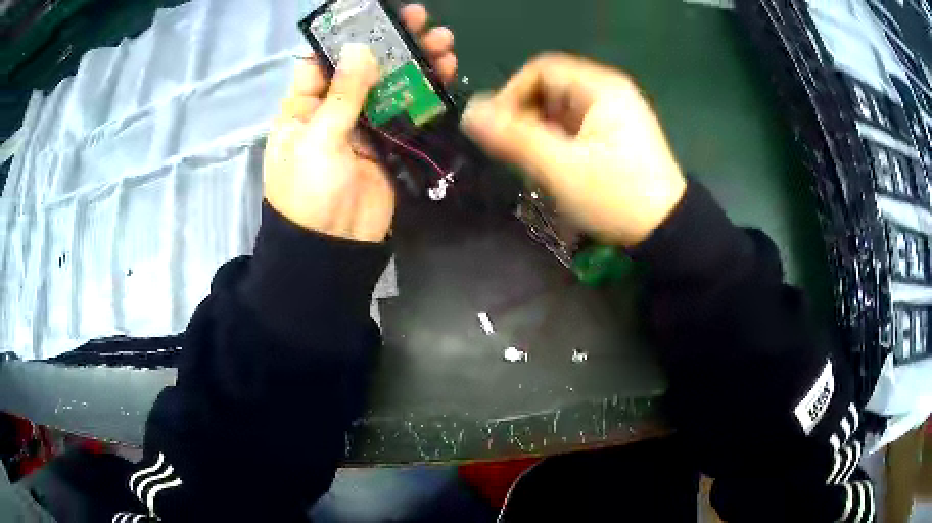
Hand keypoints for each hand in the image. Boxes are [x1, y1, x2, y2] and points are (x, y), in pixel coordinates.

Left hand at [264, 4, 456, 242]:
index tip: (375, 16)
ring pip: (389, 86)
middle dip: (389, 43)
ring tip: (443, 42)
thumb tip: (361, 49)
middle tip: (418, 19)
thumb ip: (342, 94)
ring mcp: (362, 126)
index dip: (347, 37)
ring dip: (415, 63)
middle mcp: (331, 110)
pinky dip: (425, 93)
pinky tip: (444, 72)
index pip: (322, 61)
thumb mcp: (317, 139)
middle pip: (361, 68)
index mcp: (302, 107)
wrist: (333, 247)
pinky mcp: (387, 144)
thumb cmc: (309, 192)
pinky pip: (406, 111)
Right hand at [460, 53, 685, 246]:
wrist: (667, 232)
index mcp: (600, 87)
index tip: (497, 130)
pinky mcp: (615, 136)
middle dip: (525, 118)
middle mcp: (608, 92)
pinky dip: (556, 143)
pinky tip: (555, 169)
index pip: (540, 70)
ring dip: (539, 133)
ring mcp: (614, 114)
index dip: (511, 94)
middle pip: (549, 89)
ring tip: (535, 166)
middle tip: (517, 154)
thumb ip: (513, 138)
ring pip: (559, 111)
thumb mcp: (561, 168)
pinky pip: (573, 127)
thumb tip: (469, 112)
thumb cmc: (616, 196)